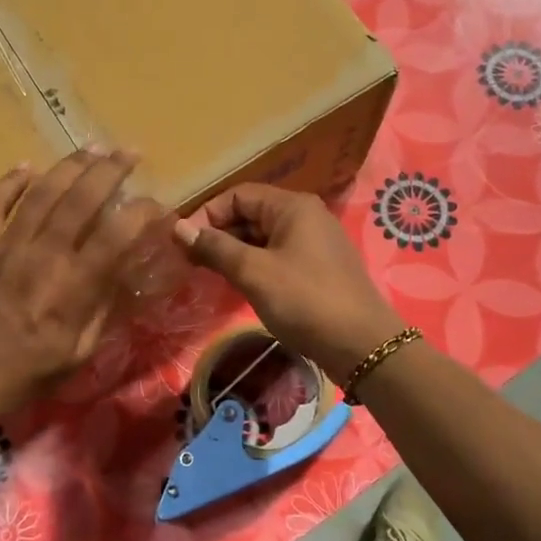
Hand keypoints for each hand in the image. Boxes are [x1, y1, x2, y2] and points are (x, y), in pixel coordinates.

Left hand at [0, 149, 145, 430]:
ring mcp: (2, 246)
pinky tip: (26, 168)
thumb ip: (101, 309)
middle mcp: (42, 256)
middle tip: (129, 152)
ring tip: (91, 149)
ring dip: (70, 165)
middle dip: (111, 170)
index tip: (156, 204)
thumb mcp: (76, 355)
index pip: (118, 234)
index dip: (143, 212)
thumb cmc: (20, 378)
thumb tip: (121, 271)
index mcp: (73, 288)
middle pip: (82, 198)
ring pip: (41, 191)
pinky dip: (9, 181)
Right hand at [174, 184, 405, 385]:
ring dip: (234, 251)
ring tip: (207, 273)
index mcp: (292, 206)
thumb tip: (178, 228)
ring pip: (262, 237)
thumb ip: (216, 247)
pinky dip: (254, 264)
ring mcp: (314, 242)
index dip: (207, 215)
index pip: (237, 195)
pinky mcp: (317, 267)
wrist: (362, 346)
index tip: (182, 243)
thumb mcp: (254, 272)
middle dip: (218, 233)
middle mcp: (305, 216)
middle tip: (190, 261)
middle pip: (250, 213)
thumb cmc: (305, 301)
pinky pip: (276, 255)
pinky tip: (238, 284)